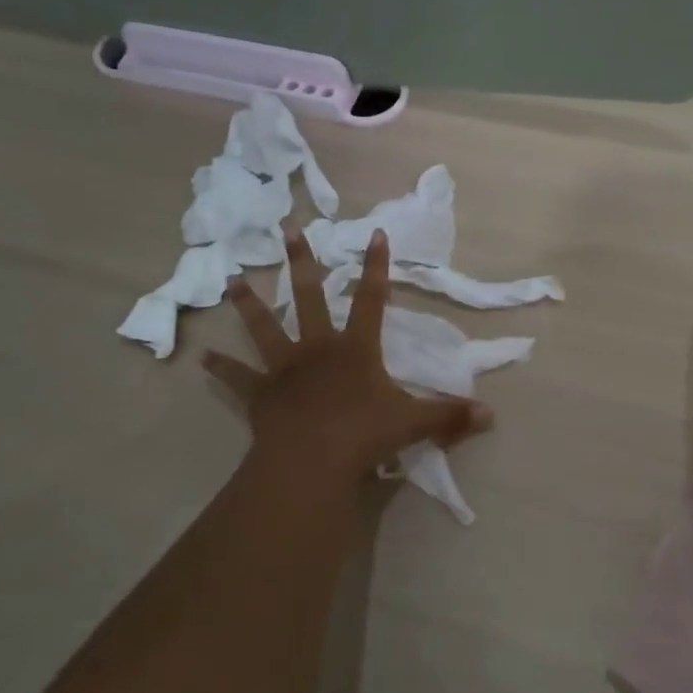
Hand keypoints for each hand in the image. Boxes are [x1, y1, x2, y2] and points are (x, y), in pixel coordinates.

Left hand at [204, 225, 491, 488]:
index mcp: (355, 349)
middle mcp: (318, 348)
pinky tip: (201, 358)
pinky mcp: (260, 394)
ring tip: (232, 280)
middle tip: (288, 230)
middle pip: (308, 296)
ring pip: (265, 327)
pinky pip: (237, 378)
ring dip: (249, 303)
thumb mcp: (413, 424)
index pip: (371, 299)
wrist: (312, 462)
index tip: (374, 233)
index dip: (375, 266)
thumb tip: (491, 414)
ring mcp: (284, 368)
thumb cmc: (363, 435)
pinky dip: (221, 368)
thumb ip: (450, 416)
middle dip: (301, 262)